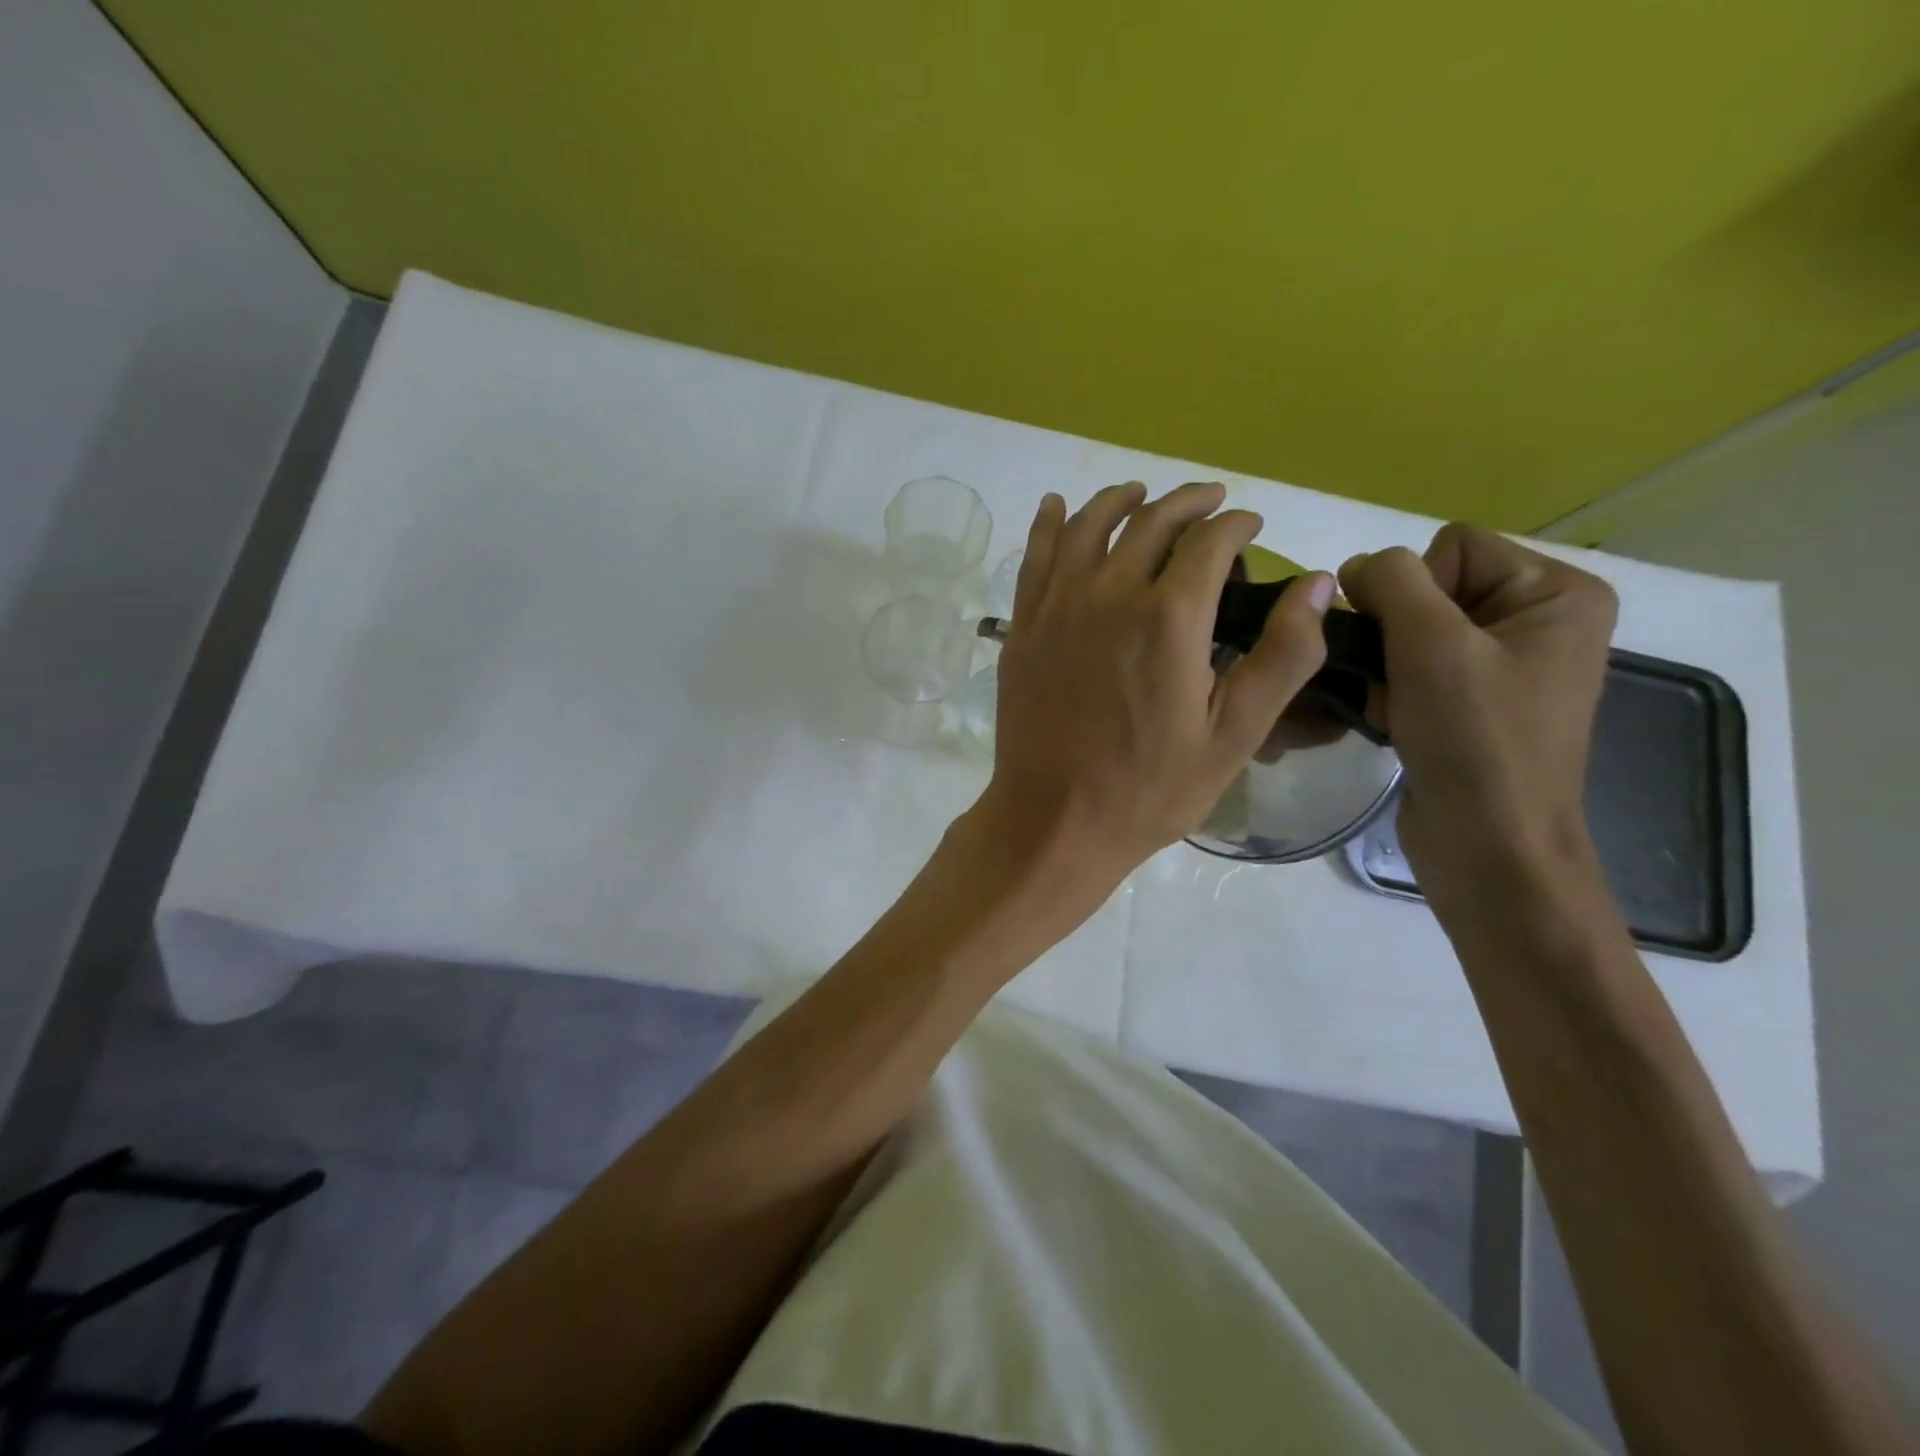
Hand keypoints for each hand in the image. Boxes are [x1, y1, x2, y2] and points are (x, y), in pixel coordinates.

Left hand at [980, 481, 1336, 881]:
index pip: (1210, 541)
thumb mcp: (1234, 734)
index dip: (1236, 525)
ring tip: (1141, 494)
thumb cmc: (1150, 787)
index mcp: (1170, 617)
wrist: (1055, 819)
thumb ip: (1283, 656)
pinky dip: (1050, 523)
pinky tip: (1058, 505)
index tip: (1251, 526)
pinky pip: (1035, 557)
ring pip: (1088, 526)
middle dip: (1188, 503)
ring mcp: (1057, 606)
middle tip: (1210, 503)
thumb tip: (1317, 583)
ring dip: (1120, 501)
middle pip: (1151, 522)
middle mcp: (1109, 594)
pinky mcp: (1023, 626)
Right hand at [1339, 525, 1616, 905]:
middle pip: (1430, 587)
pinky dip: (1391, 690)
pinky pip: (1414, 668)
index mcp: (1557, 593)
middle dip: (1395, 632)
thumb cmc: (1475, 741)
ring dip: (1385, 665)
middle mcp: (1538, 620)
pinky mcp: (1473, 703)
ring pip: (1411, 631)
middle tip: (1396, 680)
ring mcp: (1505, 665)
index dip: (1412, 589)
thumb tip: (1355, 568)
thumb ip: (1391, 583)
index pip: (1453, 546)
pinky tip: (1391, 720)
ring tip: (1392, 705)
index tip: (1409, 645)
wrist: (1488, 846)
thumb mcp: (1432, 646)